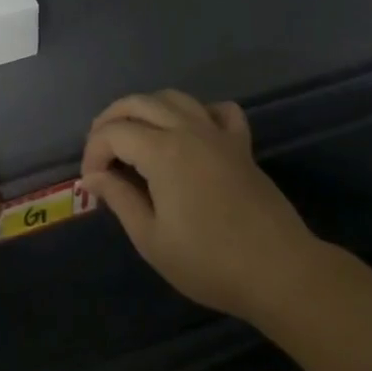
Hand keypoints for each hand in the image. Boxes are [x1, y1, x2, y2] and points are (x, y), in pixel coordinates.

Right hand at [81, 90, 322, 323]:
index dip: (93, 152)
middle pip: (138, 103)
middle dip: (110, 120)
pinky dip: (198, 111)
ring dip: (146, 108)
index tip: (91, 182)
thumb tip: (94, 176)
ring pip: (173, 98)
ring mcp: (217, 133)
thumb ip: (120, 199)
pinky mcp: (241, 144)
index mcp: (161, 151)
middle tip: (100, 151)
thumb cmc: (210, 262)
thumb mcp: (152, 239)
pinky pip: (218, 110)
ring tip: (134, 134)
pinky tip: (190, 131)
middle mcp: (187, 130)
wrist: (280, 272)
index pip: (113, 133)